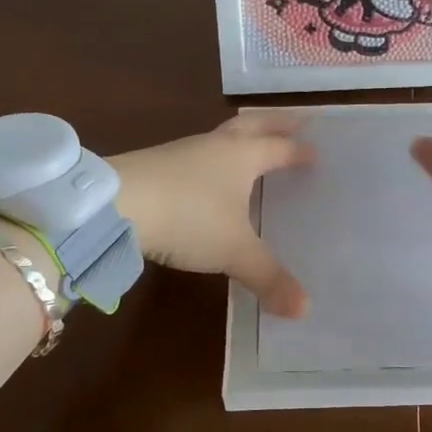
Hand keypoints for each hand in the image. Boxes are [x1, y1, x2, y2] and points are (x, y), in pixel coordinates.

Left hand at [111, 114, 313, 316]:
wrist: (115, 204)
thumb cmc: (188, 218)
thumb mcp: (234, 252)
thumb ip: (269, 278)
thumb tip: (304, 309)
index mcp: (243, 156)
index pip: (280, 147)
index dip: (299, 151)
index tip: (316, 152)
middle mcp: (217, 146)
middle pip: (253, 124)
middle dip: (276, 123)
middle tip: (296, 121)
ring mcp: (184, 151)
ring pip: (222, 135)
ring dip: (243, 136)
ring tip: (253, 145)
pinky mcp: (158, 164)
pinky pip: (199, 153)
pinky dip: (215, 156)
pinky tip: (209, 174)